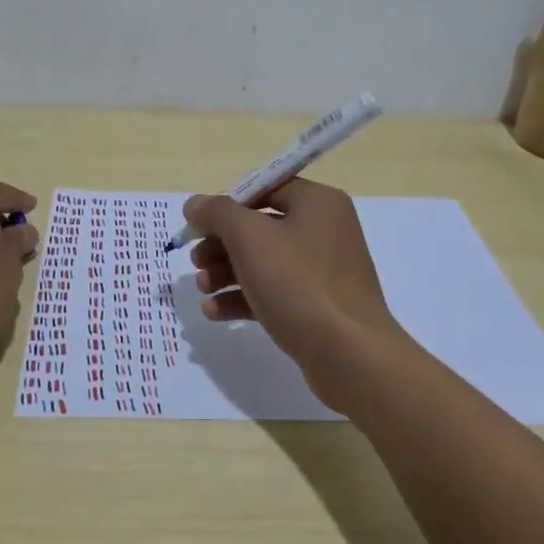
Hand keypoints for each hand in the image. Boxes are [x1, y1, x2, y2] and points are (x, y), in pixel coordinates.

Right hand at [183, 179, 406, 410]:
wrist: (349, 354)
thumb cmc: (298, 283)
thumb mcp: (249, 238)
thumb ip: (217, 213)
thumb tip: (195, 203)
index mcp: (317, 203)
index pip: (265, 188)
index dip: (227, 203)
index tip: (199, 225)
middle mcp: (324, 230)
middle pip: (260, 226)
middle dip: (221, 244)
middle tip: (195, 261)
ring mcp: (323, 271)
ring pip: (264, 262)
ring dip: (227, 272)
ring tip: (202, 288)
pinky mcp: (318, 306)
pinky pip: (274, 292)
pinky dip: (243, 298)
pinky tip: (214, 312)